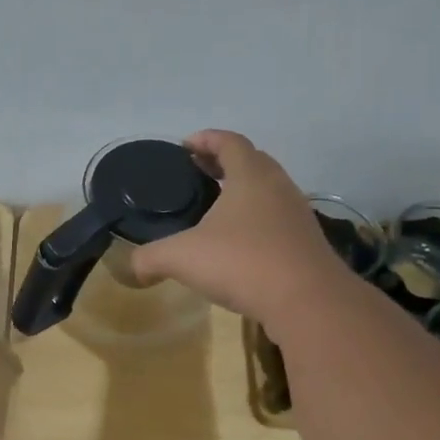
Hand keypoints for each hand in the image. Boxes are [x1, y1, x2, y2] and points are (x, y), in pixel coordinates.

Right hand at [129, 130, 345, 327]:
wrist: (307, 301)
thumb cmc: (242, 262)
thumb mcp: (181, 258)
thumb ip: (150, 258)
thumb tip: (131, 268)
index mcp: (250, 176)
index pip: (230, 141)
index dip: (206, 139)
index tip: (185, 146)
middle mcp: (277, 186)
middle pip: (252, 160)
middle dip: (224, 161)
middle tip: (198, 171)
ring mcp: (297, 214)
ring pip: (268, 189)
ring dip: (243, 190)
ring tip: (216, 206)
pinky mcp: (306, 241)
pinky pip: (277, 217)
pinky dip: (256, 217)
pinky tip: (238, 241)